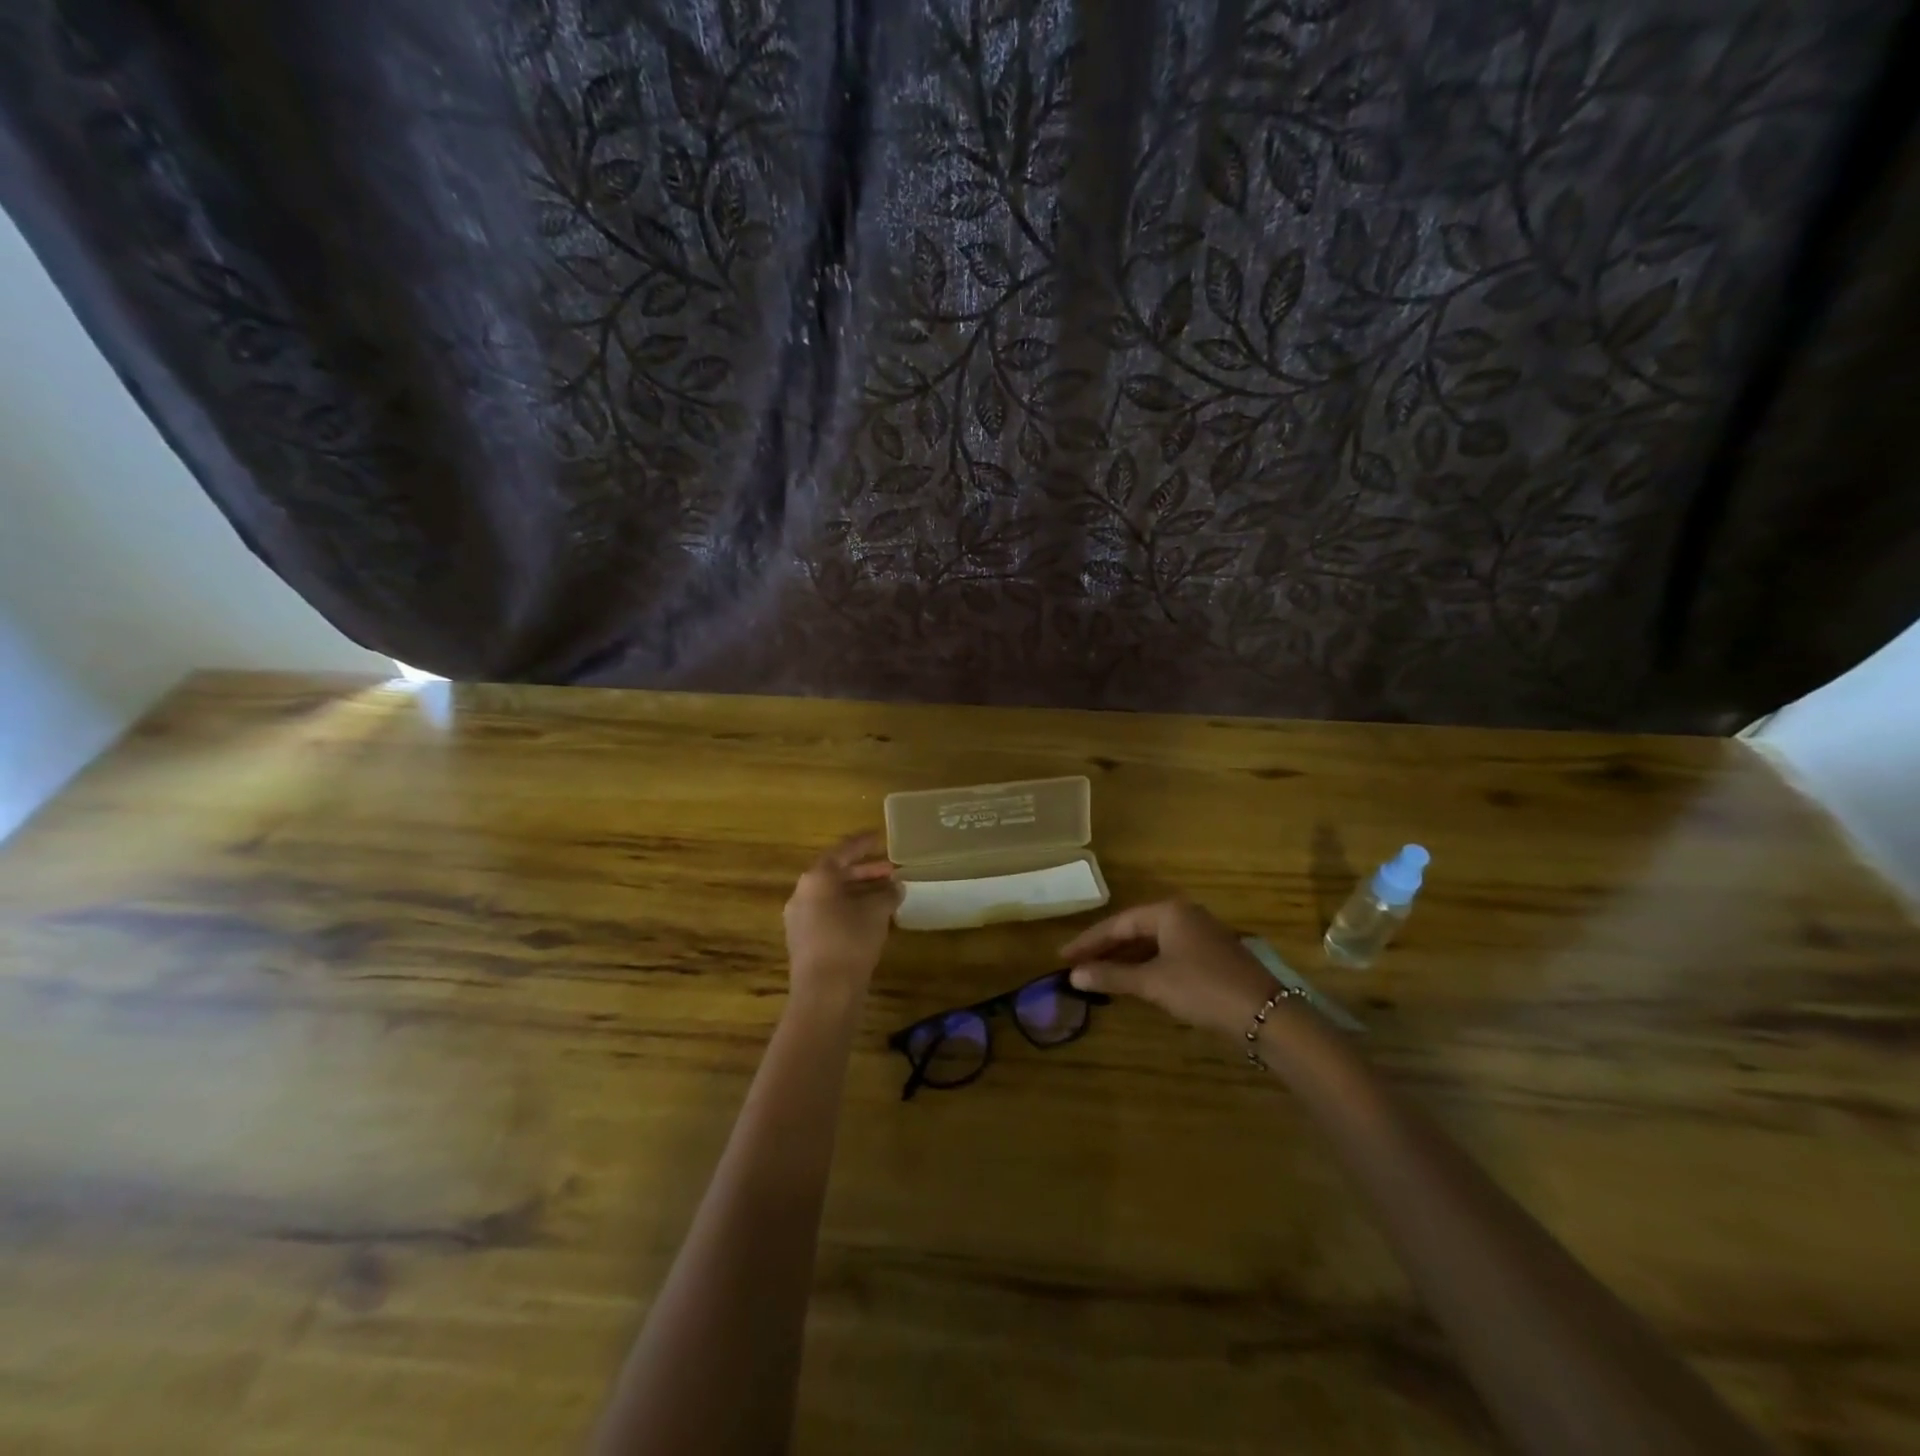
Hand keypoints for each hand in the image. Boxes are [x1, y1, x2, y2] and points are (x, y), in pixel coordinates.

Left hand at [783, 832, 900, 1006]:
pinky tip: (870, 918)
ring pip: (832, 895)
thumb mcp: (876, 912)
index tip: (880, 837)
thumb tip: (896, 886)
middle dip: (864, 871)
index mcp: (817, 878)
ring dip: (858, 892)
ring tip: (885, 894)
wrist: (825, 992)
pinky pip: (829, 913)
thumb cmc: (850, 940)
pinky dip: (849, 909)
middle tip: (890, 870)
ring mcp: (800, 918)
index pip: (843, 852)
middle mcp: (803, 893)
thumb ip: (887, 894)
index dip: (863, 844)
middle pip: (836, 874)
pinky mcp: (803, 940)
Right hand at [1060, 900, 1278, 1043]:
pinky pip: (1167, 953)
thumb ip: (1112, 976)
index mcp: (1169, 911)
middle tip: (1077, 966)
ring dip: (1125, 958)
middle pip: (1135, 929)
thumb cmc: (1203, 989)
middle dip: (1105, 949)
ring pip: (1152, 942)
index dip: (1089, 941)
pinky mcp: (1211, 955)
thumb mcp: (1153, 982)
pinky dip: (1146, 964)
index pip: (1118, 923)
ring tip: (1098, 974)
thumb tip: (1074, 975)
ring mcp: (1201, 934)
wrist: (1265, 1014)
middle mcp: (1184, 915)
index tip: (1063, 957)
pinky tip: (1133, 980)